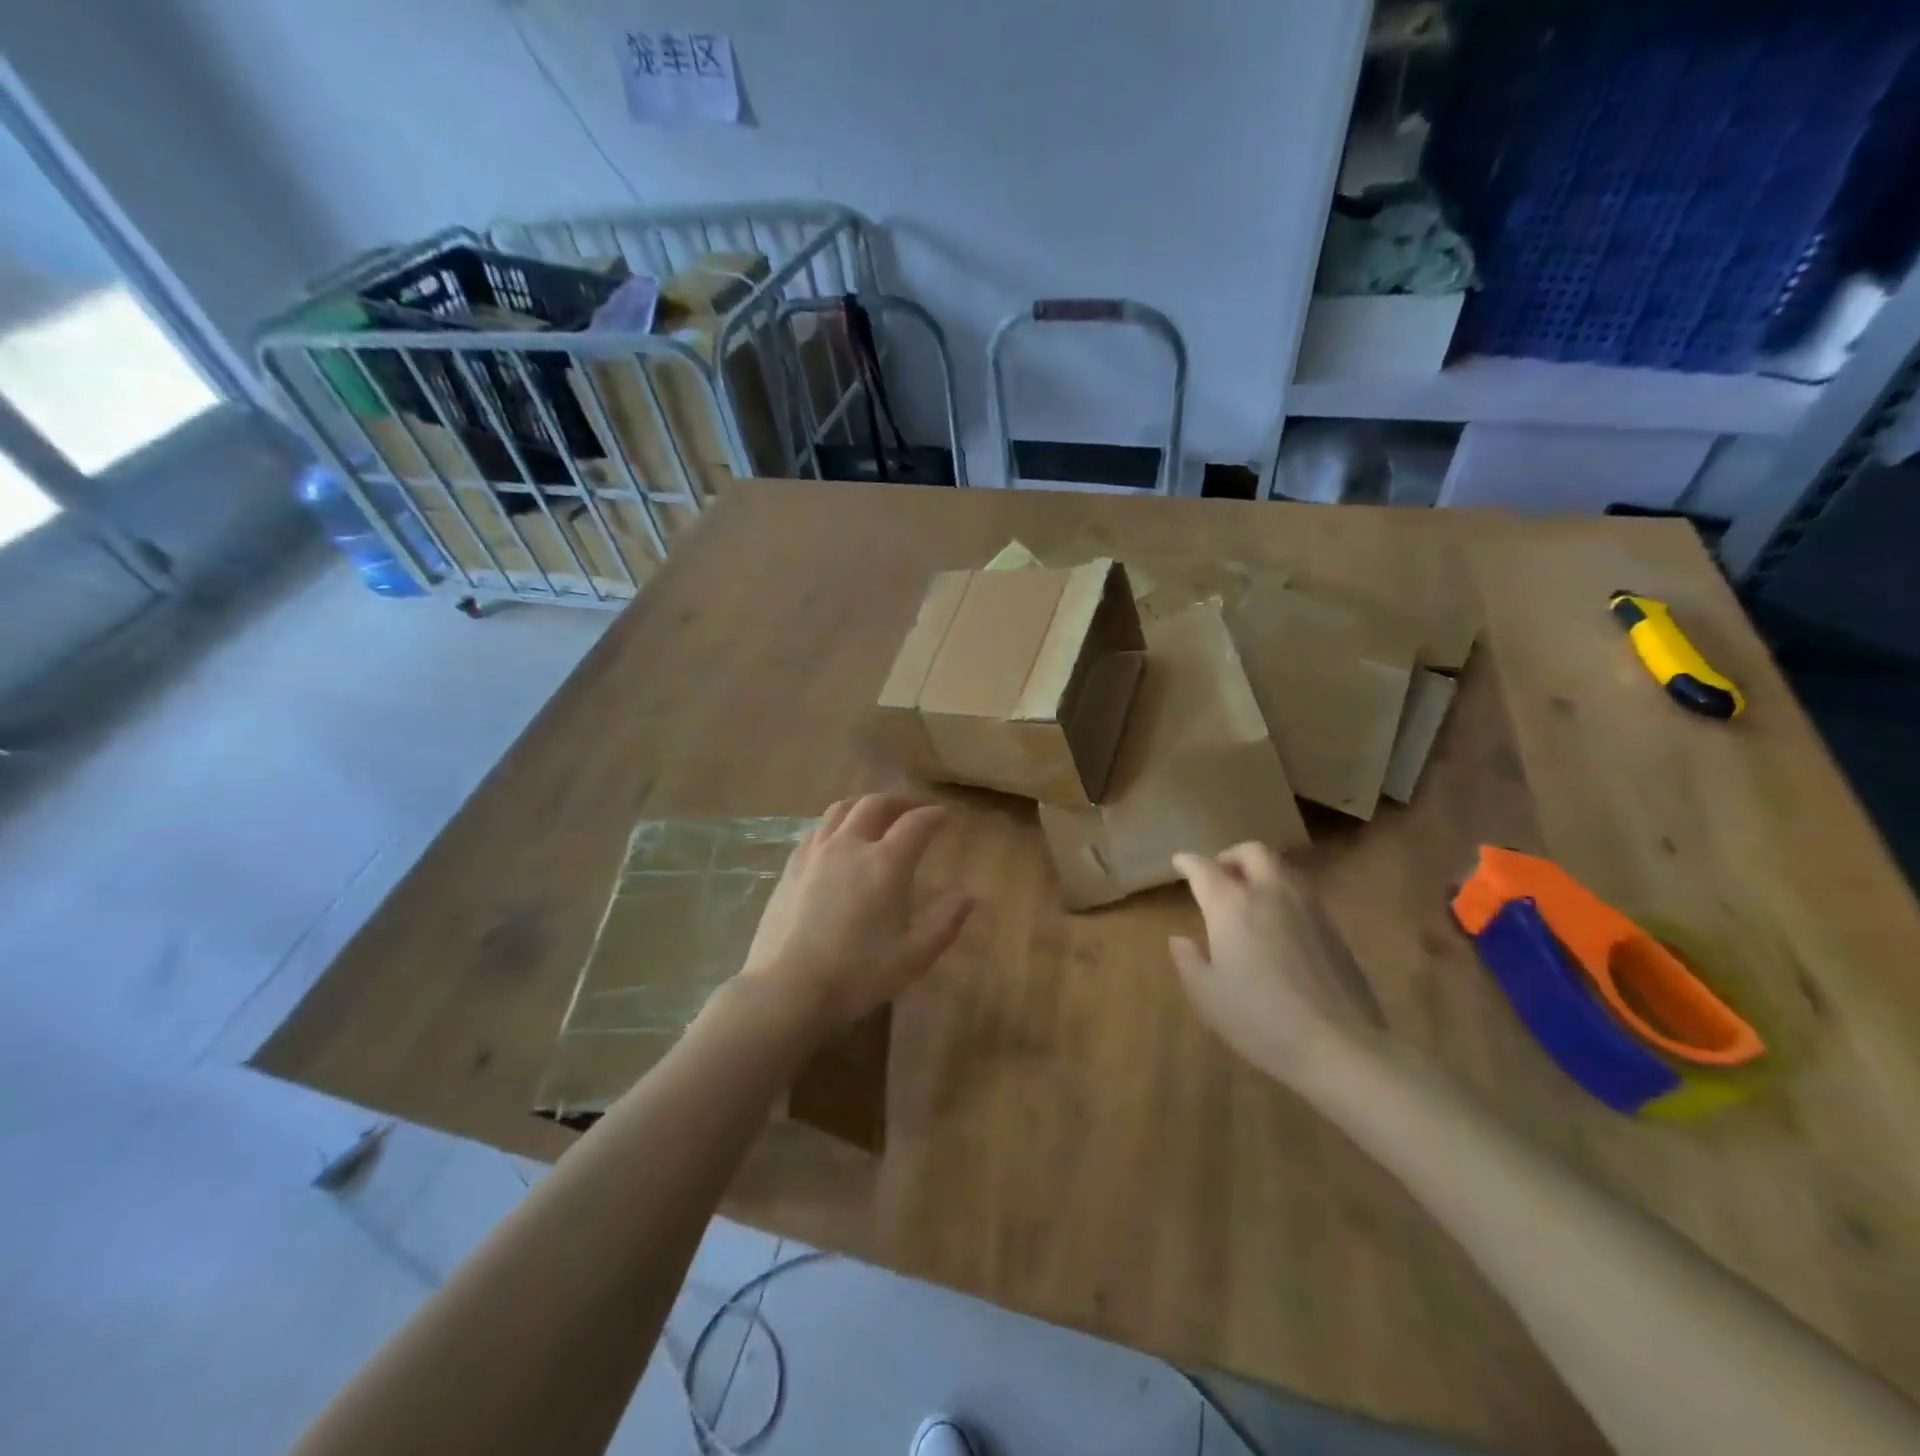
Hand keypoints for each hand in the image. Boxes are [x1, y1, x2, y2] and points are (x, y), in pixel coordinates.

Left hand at [738, 794, 974, 1032]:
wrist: (788, 988)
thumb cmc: (858, 973)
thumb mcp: (913, 956)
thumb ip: (945, 923)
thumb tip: (970, 896)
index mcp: (885, 863)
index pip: (915, 823)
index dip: (933, 815)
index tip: (945, 816)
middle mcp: (850, 845)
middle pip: (875, 804)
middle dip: (899, 802)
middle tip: (912, 811)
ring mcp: (816, 853)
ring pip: (841, 809)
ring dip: (863, 805)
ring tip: (874, 816)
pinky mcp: (791, 866)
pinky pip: (817, 830)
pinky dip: (835, 824)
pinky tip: (836, 841)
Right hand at [1170, 843, 1384, 1085]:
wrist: (1339, 1045)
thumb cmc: (1259, 1019)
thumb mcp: (1207, 996)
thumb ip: (1189, 961)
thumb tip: (1181, 939)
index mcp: (1231, 905)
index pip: (1204, 869)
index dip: (1188, 862)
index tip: (1180, 862)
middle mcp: (1269, 893)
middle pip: (1252, 852)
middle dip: (1232, 856)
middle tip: (1220, 873)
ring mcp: (1307, 907)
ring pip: (1282, 869)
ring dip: (1261, 872)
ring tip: (1250, 896)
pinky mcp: (1333, 928)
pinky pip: (1302, 893)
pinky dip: (1283, 894)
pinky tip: (1279, 923)